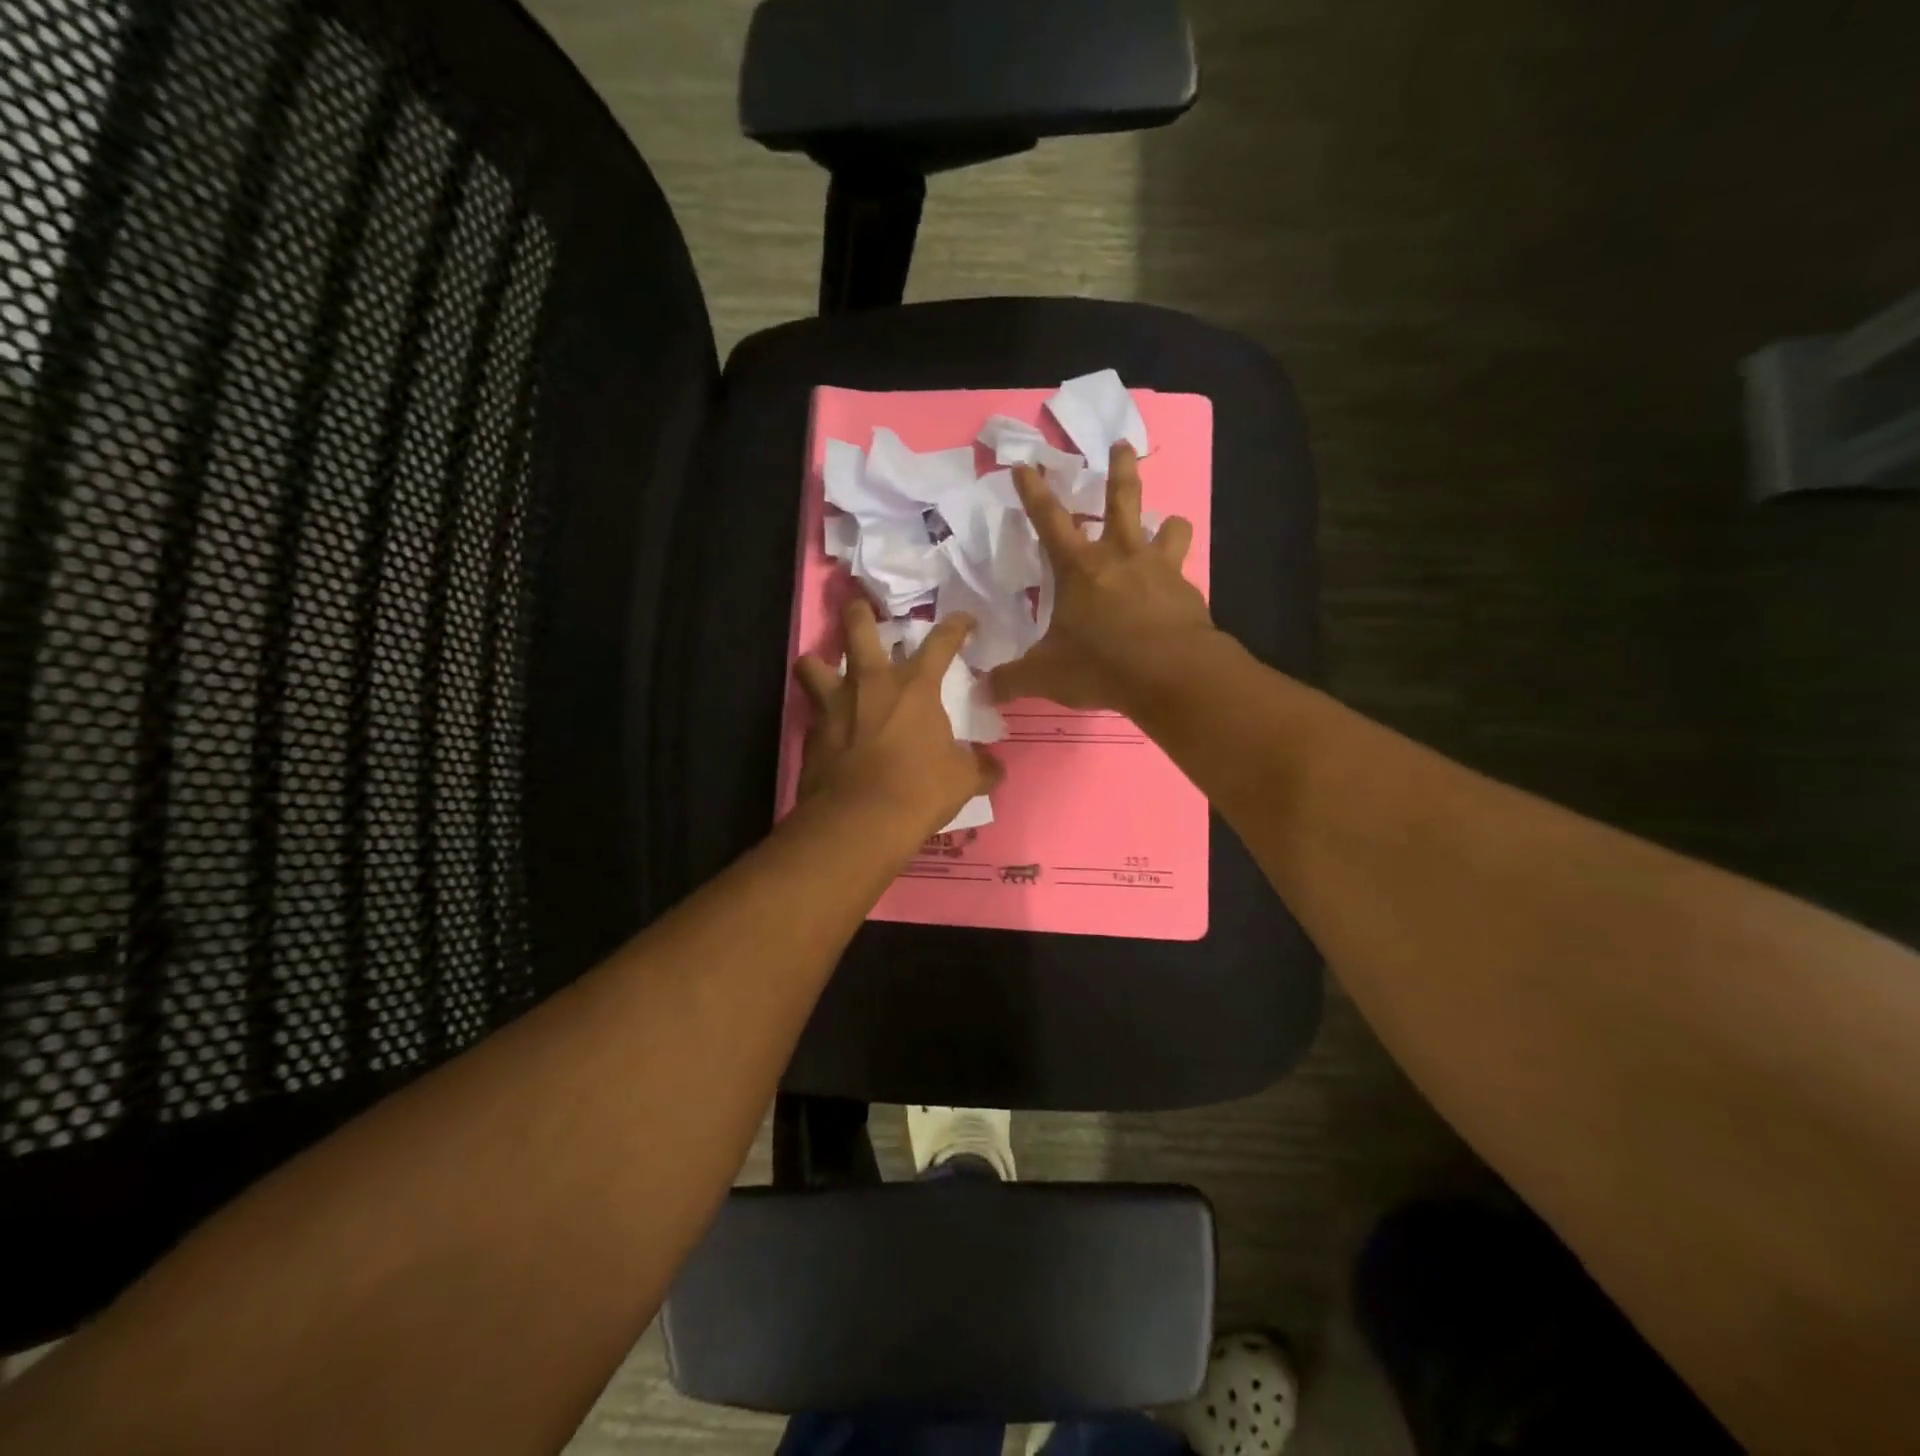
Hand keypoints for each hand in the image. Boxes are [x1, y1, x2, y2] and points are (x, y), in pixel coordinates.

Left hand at [795, 600, 1004, 837]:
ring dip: (818, 661)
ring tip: (823, 667)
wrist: (860, 821)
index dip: (956, 626)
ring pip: (812, 663)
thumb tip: (995, 769)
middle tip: (860, 607)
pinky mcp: (811, 733)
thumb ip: (980, 768)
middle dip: (859, 612)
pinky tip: (828, 729)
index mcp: (915, 686)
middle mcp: (871, 683)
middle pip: (859, 628)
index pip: (941, 642)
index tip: (964, 620)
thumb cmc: (919, 790)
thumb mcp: (962, 780)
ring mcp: (835, 705)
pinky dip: (819, 715)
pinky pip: (812, 712)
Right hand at [988, 443, 1220, 714]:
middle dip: (1119, 469)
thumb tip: (981, 691)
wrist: (1173, 674)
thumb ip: (1012, 679)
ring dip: (1166, 523)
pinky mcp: (1188, 592)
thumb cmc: (1102, 664)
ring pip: (1168, 528)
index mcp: (1079, 567)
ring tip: (1167, 524)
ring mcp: (1159, 570)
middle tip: (1121, 444)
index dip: (1033, 491)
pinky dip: (1177, 576)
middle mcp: (1120, 556)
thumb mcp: (1046, 676)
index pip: (1049, 519)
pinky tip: (1175, 593)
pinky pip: (1183, 573)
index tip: (1025, 465)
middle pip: (1122, 499)